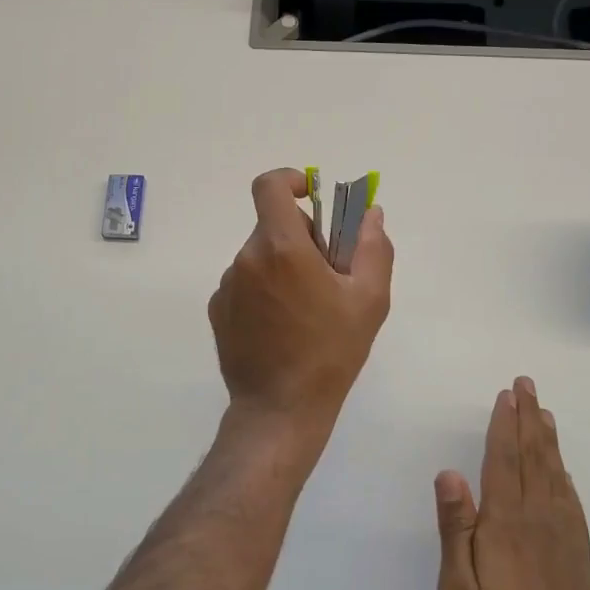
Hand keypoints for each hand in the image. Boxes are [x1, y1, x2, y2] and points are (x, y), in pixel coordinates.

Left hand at [208, 168, 393, 468]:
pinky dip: (264, 291)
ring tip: (307, 310)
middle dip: (302, 239)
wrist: (279, 409)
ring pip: (261, 257)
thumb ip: (372, 247)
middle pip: (273, 226)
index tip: (310, 196)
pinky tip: (282, 328)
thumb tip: (370, 213)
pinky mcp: (217, 309)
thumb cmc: (330, 352)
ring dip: (283, 268)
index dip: (290, 180)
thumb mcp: (369, 299)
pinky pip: (245, 283)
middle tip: (327, 276)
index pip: (269, 186)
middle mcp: (246, 258)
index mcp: (281, 246)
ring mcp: (227, 285)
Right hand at [435, 378, 589, 589]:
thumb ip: (456, 530)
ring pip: (556, 477)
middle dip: (528, 420)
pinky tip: (563, 472)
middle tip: (528, 385)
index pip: (504, 462)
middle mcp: (540, 523)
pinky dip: (565, 478)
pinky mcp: (580, 563)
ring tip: (545, 413)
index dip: (504, 425)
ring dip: (548, 441)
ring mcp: (565, 542)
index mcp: (507, 527)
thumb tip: (450, 473)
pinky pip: (572, 504)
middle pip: (534, 460)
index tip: (507, 393)